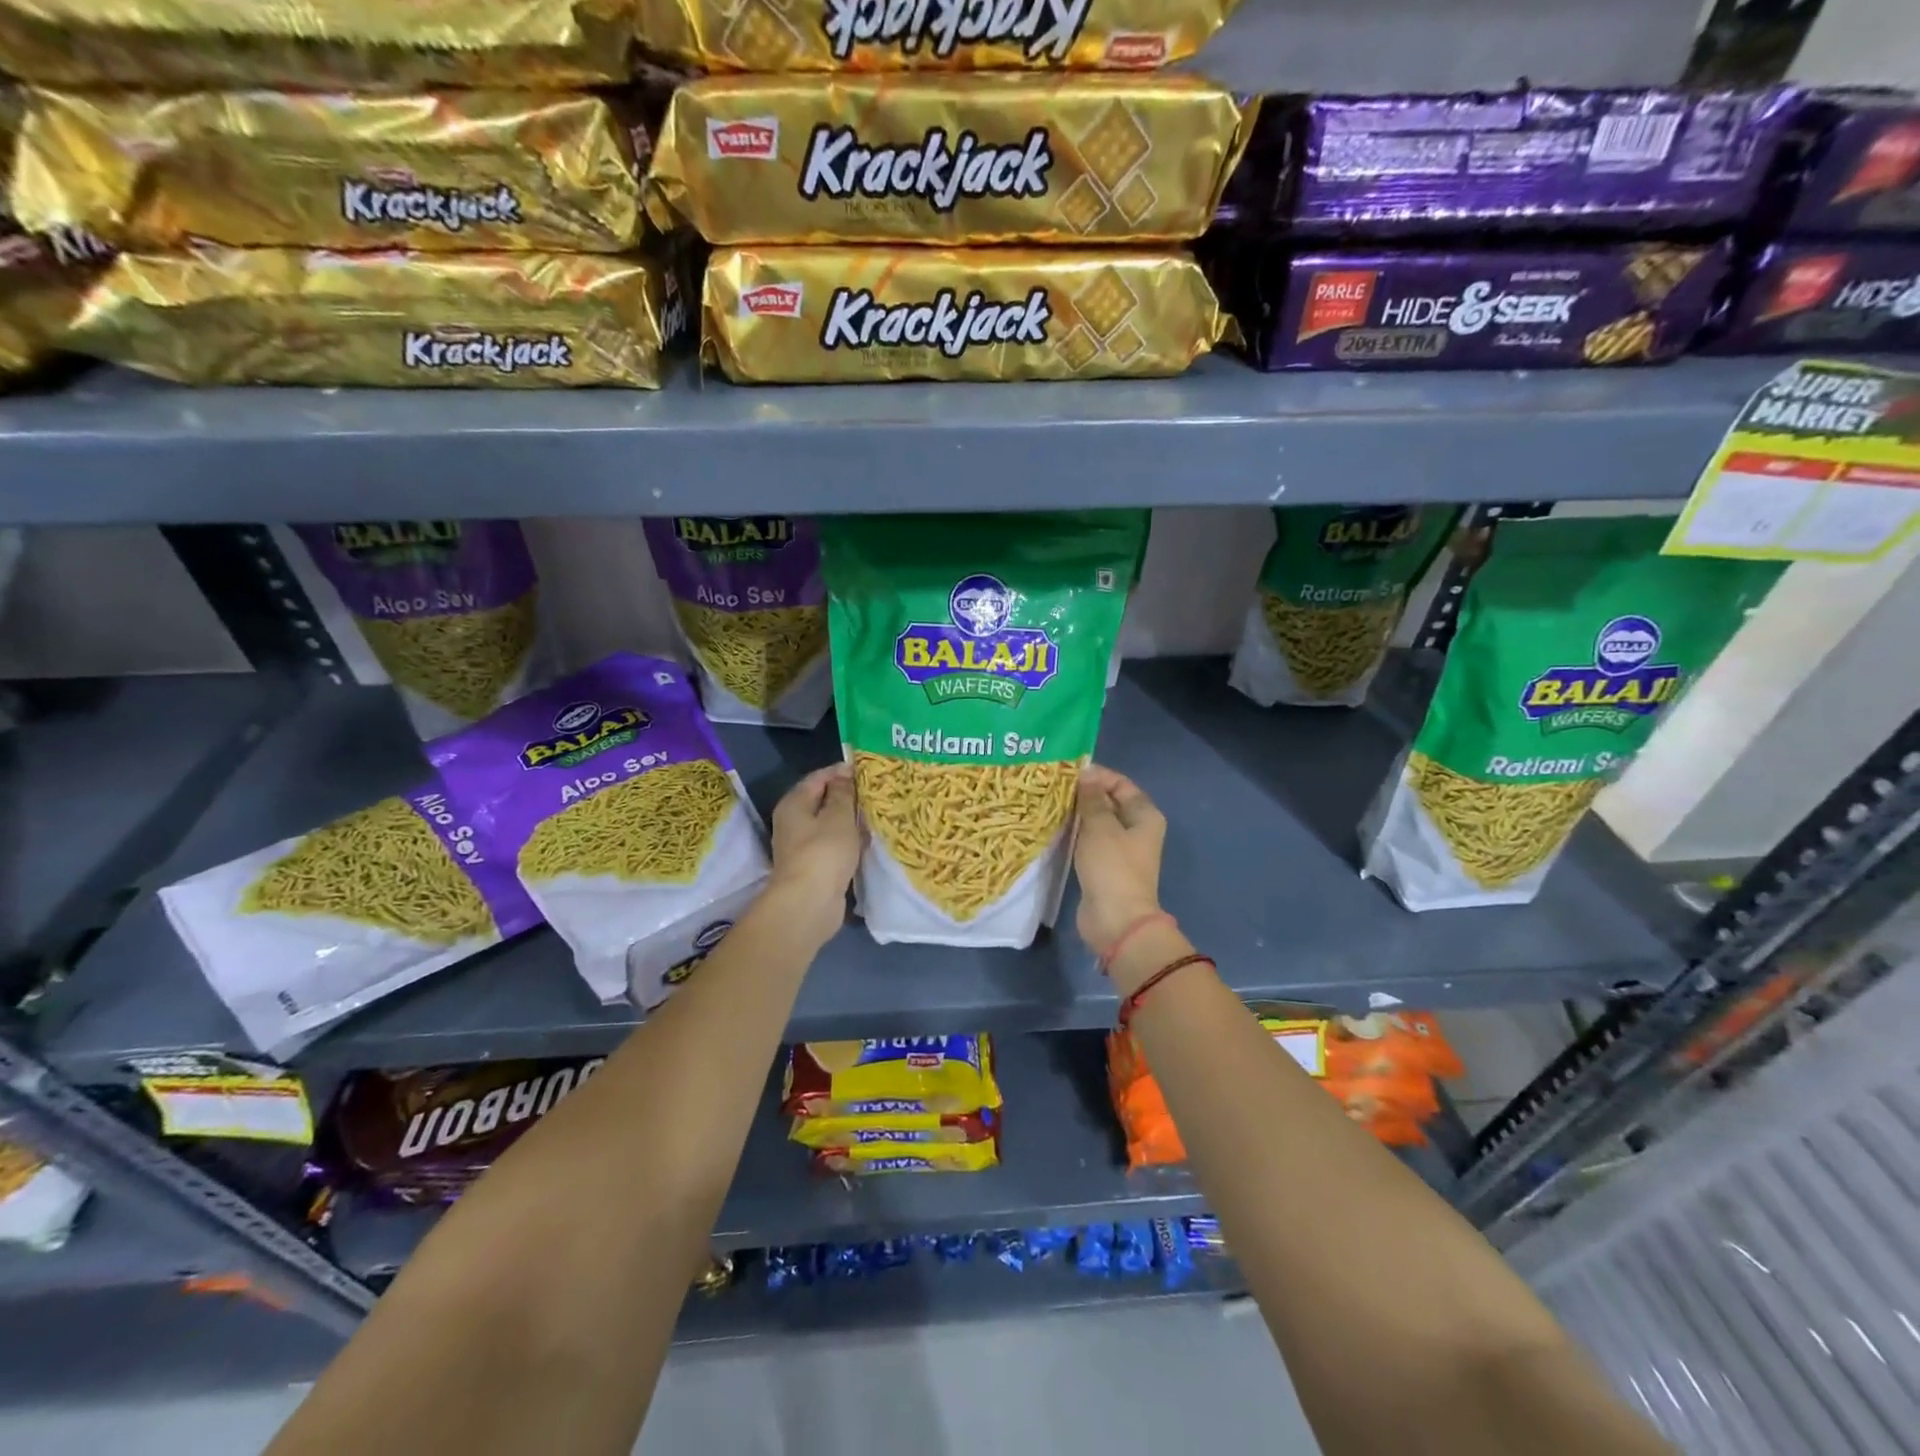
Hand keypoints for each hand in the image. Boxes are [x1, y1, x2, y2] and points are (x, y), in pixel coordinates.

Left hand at [766, 762, 859, 942]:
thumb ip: (843, 794)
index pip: (818, 778)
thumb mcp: (838, 816)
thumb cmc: (824, 852)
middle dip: (847, 796)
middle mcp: (793, 822)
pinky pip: (834, 845)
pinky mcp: (814, 866)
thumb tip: (843, 775)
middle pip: (822, 801)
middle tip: (876, 791)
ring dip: (850, 820)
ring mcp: (802, 846)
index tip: (867, 770)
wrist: (809, 903)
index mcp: (794, 803)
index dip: (841, 771)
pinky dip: (849, 840)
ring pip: (829, 824)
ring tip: (876, 813)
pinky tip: (868, 840)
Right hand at [1072, 764, 1167, 955]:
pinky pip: (1089, 841)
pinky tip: (1055, 828)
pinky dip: (1076, 834)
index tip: (1068, 772)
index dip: (1097, 775)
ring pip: (1098, 823)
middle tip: (1054, 786)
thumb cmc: (1112, 867)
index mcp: (1145, 815)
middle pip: (1110, 802)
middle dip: (1085, 794)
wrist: (1116, 920)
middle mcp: (1137, 830)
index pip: (1121, 784)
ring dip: (1078, 814)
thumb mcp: (1100, 826)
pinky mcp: (1105, 867)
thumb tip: (1086, 774)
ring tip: (1050, 803)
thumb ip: (1092, 798)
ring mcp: (1121, 850)